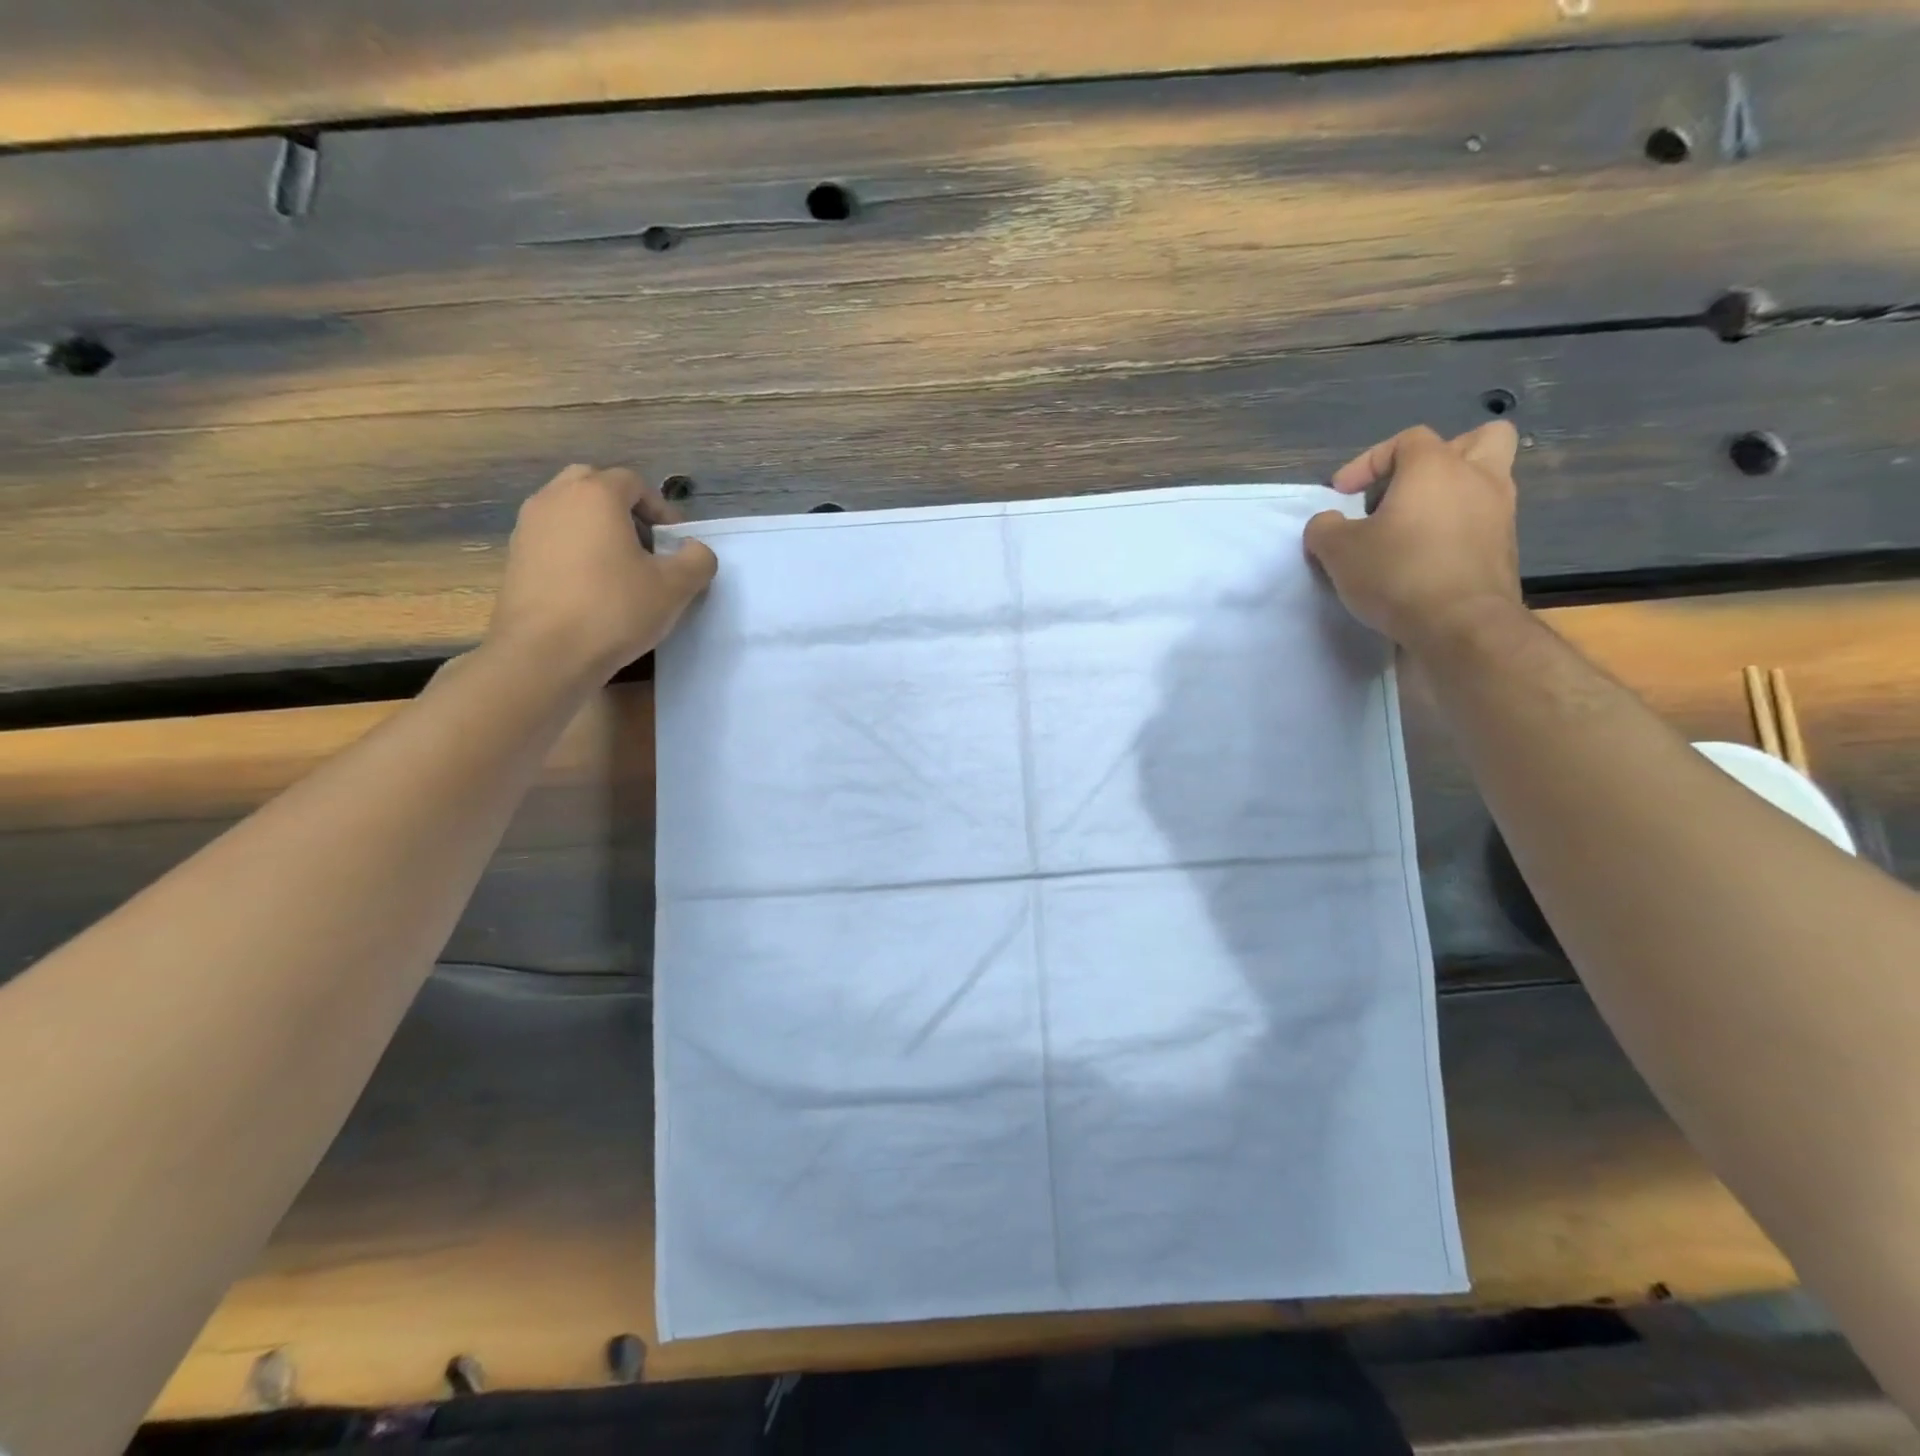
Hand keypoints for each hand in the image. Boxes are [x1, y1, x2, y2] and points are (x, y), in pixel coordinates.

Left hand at [486, 464, 718, 681]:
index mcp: (595, 495)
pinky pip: (552, 539)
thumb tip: (695, 550)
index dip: (661, 509)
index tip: (675, 544)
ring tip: (618, 570)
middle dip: (623, 510)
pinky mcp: (514, 558)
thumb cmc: (614, 610)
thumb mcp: (675, 588)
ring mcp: (528, 527)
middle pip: (594, 485)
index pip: (634, 482)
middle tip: (645, 546)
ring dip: (596, 530)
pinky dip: (573, 551)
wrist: (544, 654)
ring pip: (569, 512)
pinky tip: (590, 589)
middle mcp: (555, 499)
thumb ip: (697, 560)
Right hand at [1303, 422, 1522, 654]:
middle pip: (1479, 440)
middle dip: (1442, 456)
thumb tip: (1328, 523)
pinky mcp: (1505, 551)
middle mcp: (1478, 479)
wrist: (1460, 627)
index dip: (1368, 462)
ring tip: (1413, 529)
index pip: (1406, 440)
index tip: (1342, 496)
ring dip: (1452, 496)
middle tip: (1407, 489)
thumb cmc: (1397, 573)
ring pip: (1486, 482)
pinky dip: (1458, 532)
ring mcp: (1500, 515)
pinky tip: (1426, 559)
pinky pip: (1482, 523)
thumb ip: (1325, 528)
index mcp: (1436, 467)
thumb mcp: (1338, 551)